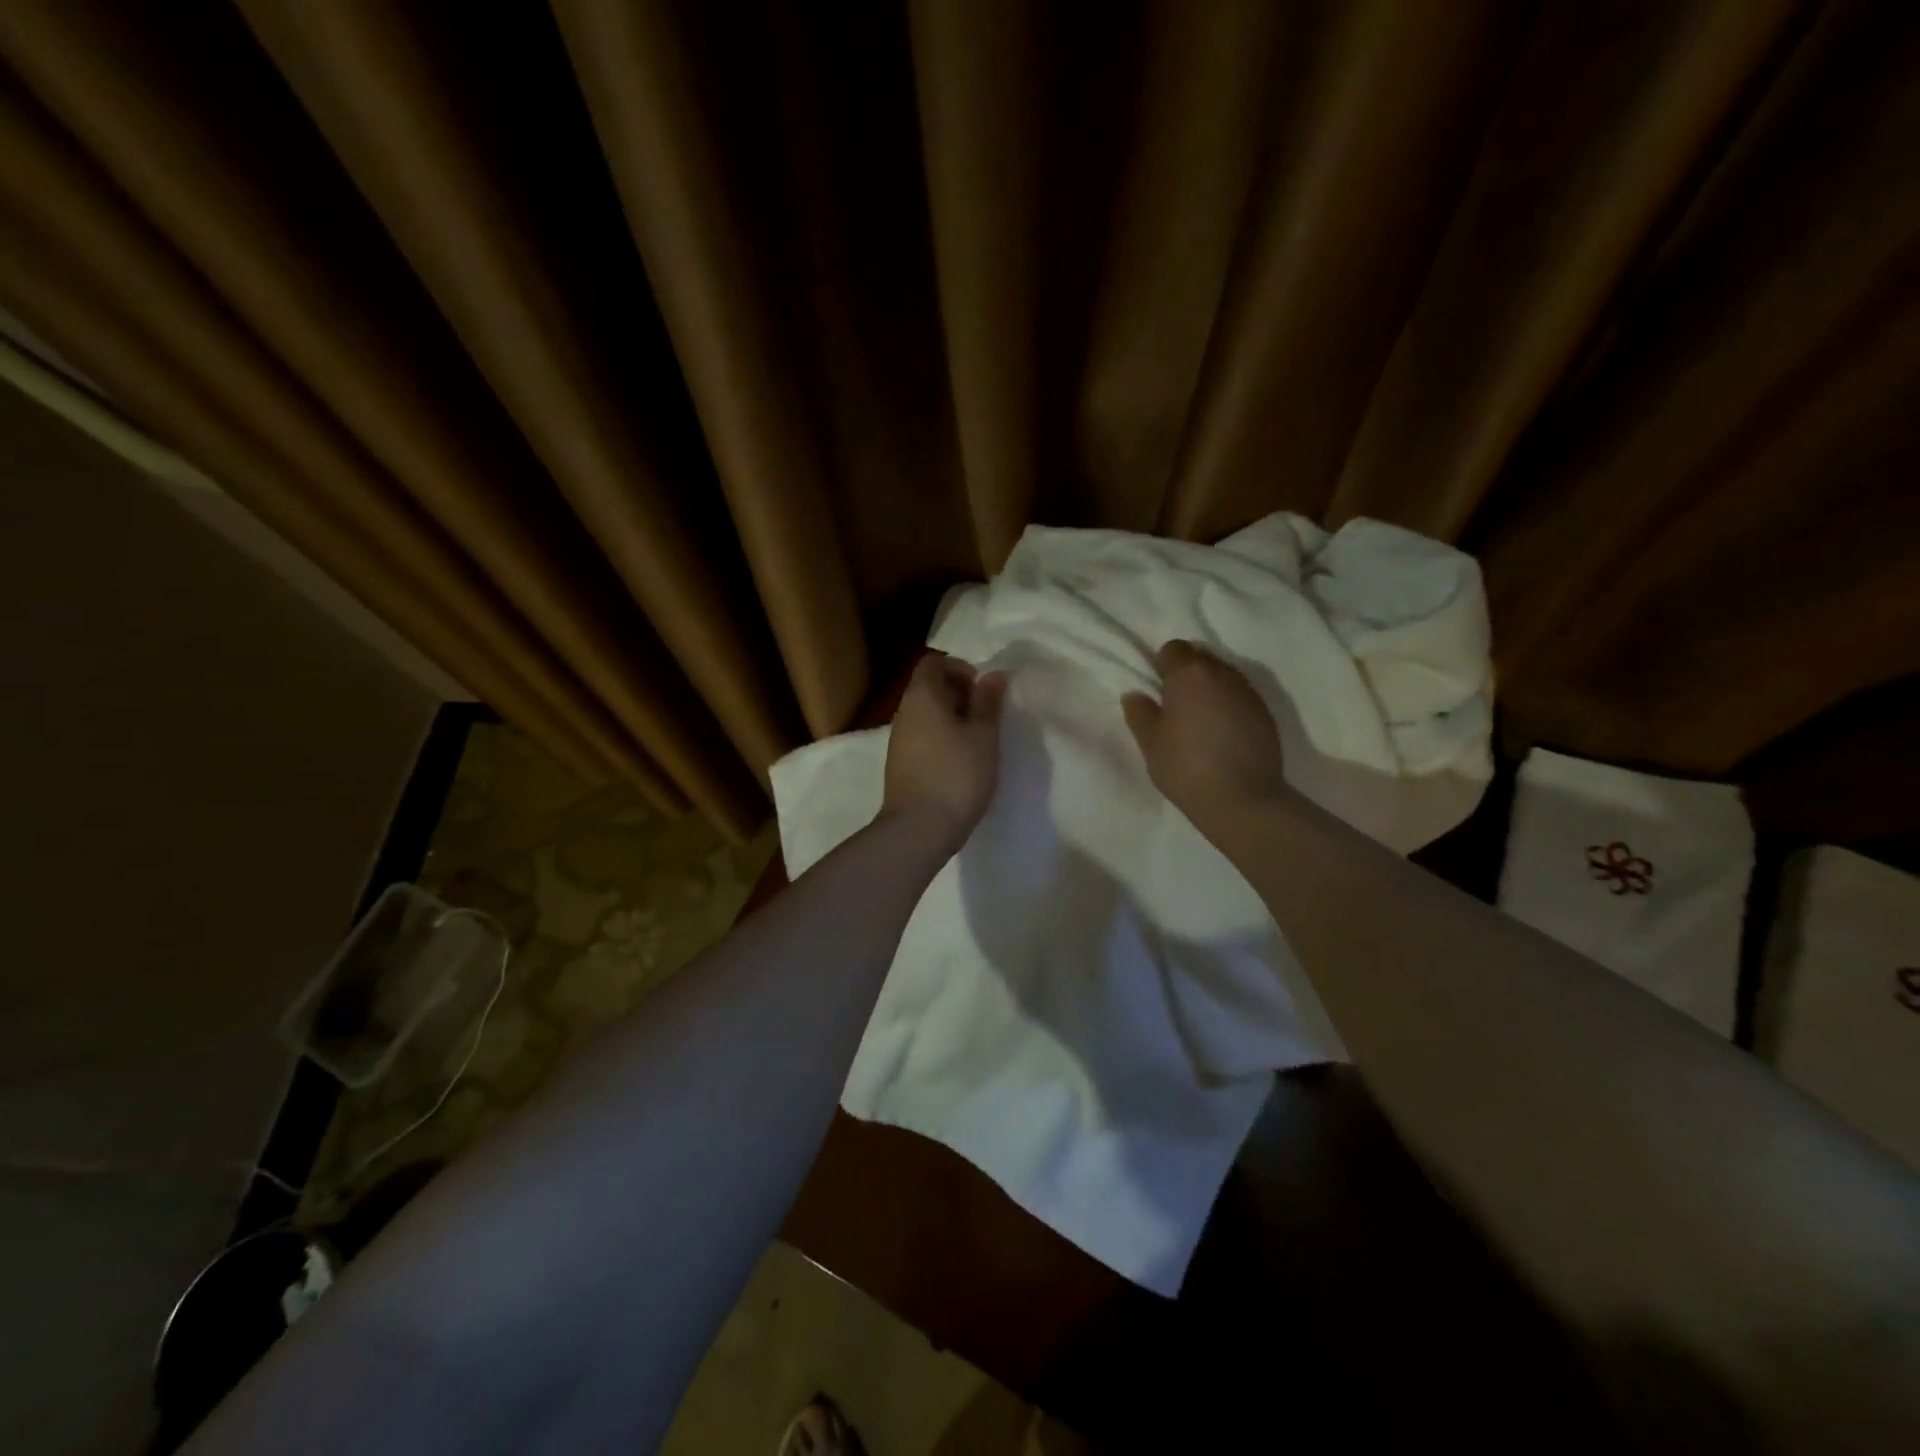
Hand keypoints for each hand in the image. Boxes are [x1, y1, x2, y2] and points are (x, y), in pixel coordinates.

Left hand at [883, 653, 1007, 848]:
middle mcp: (904, 713)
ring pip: (926, 715)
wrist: (918, 829)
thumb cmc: (956, 775)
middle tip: (987, 717)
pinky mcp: (900, 765)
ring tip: (979, 742)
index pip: (933, 663)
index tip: (982, 691)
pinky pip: (923, 738)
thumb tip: (993, 675)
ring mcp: (898, 741)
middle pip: (929, 688)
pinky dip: (942, 740)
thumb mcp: (983, 736)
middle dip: (959, 695)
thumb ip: (988, 703)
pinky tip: (962, 763)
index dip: (959, 668)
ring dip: (953, 720)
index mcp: (921, 697)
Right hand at [1123, 640, 1291, 832]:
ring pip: (1224, 676)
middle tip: (1176, 704)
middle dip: (1188, 673)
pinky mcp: (1266, 714)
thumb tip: (1135, 694)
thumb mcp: (1150, 742)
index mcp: (1189, 674)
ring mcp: (1249, 693)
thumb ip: (1140, 712)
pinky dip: (1230, 706)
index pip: (1173, 648)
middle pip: (1201, 658)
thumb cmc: (1185, 766)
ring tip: (1201, 719)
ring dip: (1211, 689)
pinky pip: (1241, 697)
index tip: (1158, 689)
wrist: (1242, 799)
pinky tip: (1222, 733)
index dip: (1162, 665)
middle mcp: (1222, 674)